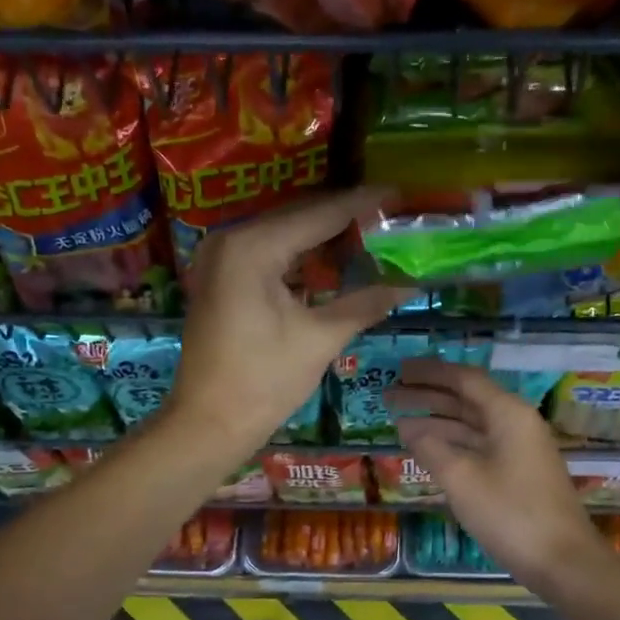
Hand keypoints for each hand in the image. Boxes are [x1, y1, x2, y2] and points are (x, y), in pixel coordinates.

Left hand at [170, 190, 404, 455]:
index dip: (362, 204)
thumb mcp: (321, 339)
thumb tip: (411, 282)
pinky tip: (332, 262)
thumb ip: (366, 302)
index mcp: (253, 247)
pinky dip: (300, 256)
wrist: (208, 424)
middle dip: (345, 217)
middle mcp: (230, 239)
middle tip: (391, 215)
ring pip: (283, 234)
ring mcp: (220, 258)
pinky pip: (268, 254)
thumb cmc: (264, 382)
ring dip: (323, 237)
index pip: (319, 214)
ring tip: (371, 234)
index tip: (399, 194)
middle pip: (299, 217)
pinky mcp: (220, 278)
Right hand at [388, 358, 605, 589]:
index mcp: (508, 414)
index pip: (464, 379)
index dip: (430, 373)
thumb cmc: (510, 513)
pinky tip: (428, 450)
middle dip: (428, 396)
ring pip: (472, 425)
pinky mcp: (519, 473)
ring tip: (398, 422)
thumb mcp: (462, 478)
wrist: (562, 561)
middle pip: (467, 400)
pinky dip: (452, 444)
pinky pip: (479, 446)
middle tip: (389, 395)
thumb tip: (408, 427)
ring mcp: (520, 449)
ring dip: (437, 422)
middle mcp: (516, 423)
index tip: (399, 370)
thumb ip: (431, 447)